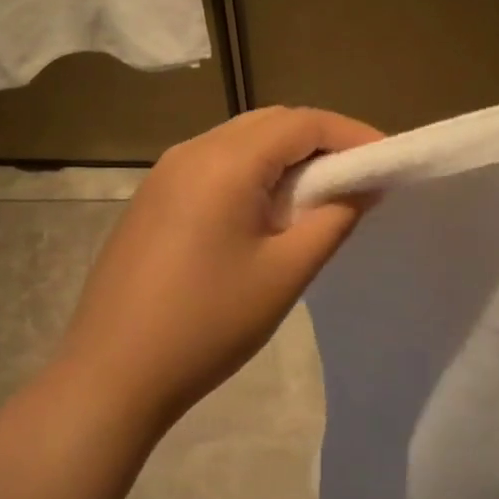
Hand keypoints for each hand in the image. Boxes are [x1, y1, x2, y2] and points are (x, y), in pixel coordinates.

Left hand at [53, 106, 381, 427]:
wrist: (111, 375)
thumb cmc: (208, 324)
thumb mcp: (285, 272)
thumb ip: (334, 218)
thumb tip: (365, 184)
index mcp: (224, 162)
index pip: (302, 122)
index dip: (351, 134)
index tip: (387, 160)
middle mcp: (191, 151)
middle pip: (270, 123)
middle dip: (321, 140)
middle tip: (358, 176)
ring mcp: (165, 173)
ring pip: (241, 141)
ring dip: (286, 156)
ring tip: (320, 194)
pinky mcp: (153, 198)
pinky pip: (215, 164)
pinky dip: (253, 172)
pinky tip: (267, 210)